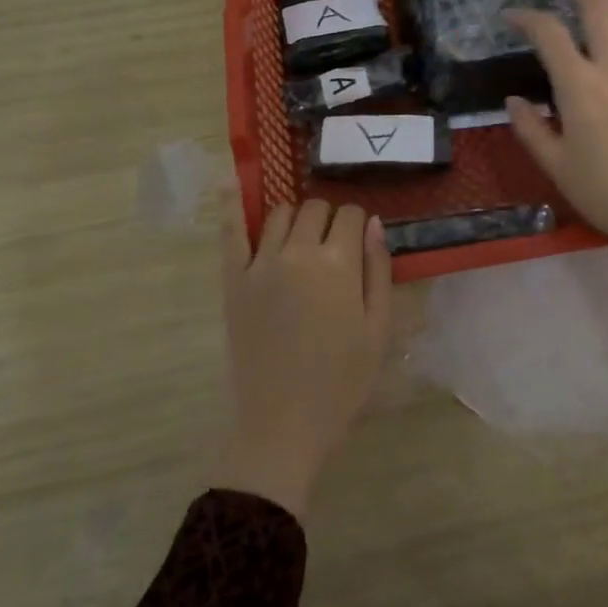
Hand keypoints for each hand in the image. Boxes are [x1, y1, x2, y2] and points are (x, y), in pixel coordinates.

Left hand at [212, 197, 392, 519]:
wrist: (283, 425)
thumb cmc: (341, 382)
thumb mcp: (378, 329)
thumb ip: (378, 270)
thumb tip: (372, 223)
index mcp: (337, 263)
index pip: (349, 214)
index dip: (358, 224)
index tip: (358, 244)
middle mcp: (297, 252)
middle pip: (314, 208)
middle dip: (329, 219)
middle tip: (333, 248)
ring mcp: (260, 264)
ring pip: (279, 213)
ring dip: (295, 218)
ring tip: (301, 239)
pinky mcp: (233, 280)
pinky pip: (229, 232)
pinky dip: (230, 203)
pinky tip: (232, 181)